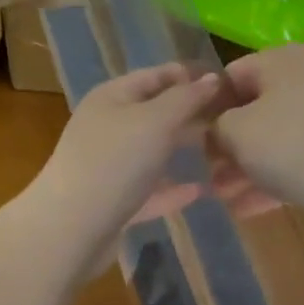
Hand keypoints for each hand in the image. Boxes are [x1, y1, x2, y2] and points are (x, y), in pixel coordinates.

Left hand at [24, 63, 220, 272]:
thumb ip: (186, 98)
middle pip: (154, 114)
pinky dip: (172, 190)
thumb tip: (211, 79)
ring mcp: (108, 166)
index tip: (230, 84)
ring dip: (183, 152)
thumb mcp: (155, 121)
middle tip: (232, 121)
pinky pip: (149, 190)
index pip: (155, 75)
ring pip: (152, 153)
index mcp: (111, 98)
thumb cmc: (114, 162)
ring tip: (222, 153)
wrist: (71, 229)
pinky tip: (200, 192)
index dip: (190, 76)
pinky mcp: (113, 202)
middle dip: (190, 115)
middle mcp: (107, 127)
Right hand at [212, 45, 303, 219]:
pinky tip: (251, 208)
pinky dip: (275, 178)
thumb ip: (214, 126)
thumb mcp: (235, 132)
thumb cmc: (293, 148)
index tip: (195, 144)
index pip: (229, 77)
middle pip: (254, 110)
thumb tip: (216, 130)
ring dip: (246, 168)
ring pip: (276, 138)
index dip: (207, 111)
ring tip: (225, 200)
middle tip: (209, 177)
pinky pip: (299, 157)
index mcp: (282, 59)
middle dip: (227, 148)